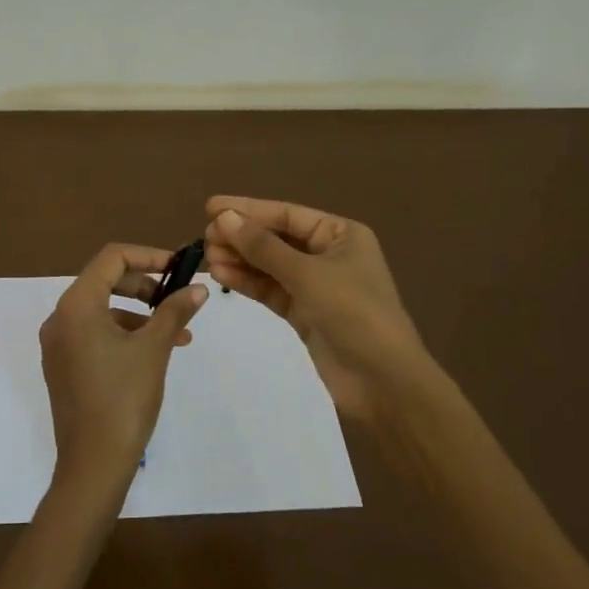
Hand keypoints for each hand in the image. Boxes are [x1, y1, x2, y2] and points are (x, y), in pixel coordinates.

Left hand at [39, 243, 207, 503]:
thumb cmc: (124, 398)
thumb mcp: (155, 349)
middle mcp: (60, 318)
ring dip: (141, 314)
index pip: (112, 258)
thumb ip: (175, 311)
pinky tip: (154, 353)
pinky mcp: (63, 366)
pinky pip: (94, 334)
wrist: (93, 463)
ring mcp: (58, 344)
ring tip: (178, 335)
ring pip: (103, 310)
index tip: (180, 267)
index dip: (149, 256)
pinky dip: (124, 334)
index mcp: (76, 305)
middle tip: (178, 298)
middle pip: (105, 281)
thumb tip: (199, 287)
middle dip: (146, 286)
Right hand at [203, 196, 426, 424]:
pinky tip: (221, 276)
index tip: (211, 208)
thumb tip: (224, 218)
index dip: (248, 210)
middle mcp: (328, 255)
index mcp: (341, 235)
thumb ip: (263, 247)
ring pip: (270, 265)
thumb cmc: (354, 313)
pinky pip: (271, 290)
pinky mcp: (304, 313)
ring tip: (207, 258)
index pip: (287, 214)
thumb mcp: (307, 274)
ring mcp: (316, 286)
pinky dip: (248, 282)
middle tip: (205, 238)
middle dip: (242, 237)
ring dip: (240, 260)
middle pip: (277, 238)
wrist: (383, 381)